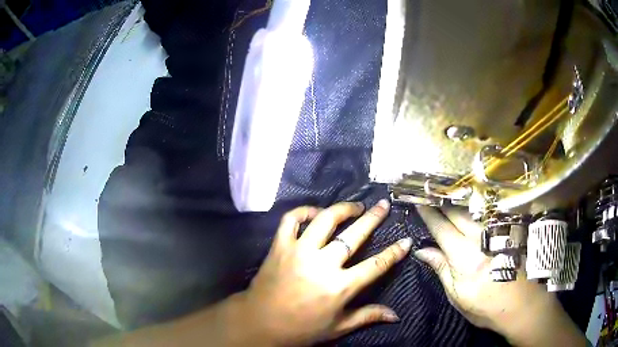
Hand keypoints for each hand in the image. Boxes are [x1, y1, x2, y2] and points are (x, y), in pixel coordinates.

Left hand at [238, 200, 411, 345]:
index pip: (376, 265)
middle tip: (384, 205)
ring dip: (342, 209)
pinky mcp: (280, 246)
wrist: (260, 323)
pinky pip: (291, 220)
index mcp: (340, 287)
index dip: (394, 252)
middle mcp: (322, 264)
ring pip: (324, 220)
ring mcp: (299, 252)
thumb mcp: (338, 327)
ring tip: (355, 207)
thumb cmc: (301, 329)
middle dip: (373, 218)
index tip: (406, 239)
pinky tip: (315, 212)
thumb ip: (368, 316)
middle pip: (354, 235)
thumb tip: (396, 315)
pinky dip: (303, 211)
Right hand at [415, 206, 585, 346]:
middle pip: (457, 211)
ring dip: (459, 198)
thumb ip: (441, 269)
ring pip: (474, 207)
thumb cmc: (486, 306)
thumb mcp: (458, 296)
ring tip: (446, 190)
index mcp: (464, 257)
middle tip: (429, 189)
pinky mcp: (509, 229)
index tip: (417, 201)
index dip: (428, 213)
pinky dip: (477, 203)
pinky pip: (490, 210)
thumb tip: (422, 250)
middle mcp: (481, 238)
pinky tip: (472, 200)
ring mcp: (498, 230)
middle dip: (441, 199)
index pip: (441, 227)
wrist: (523, 305)